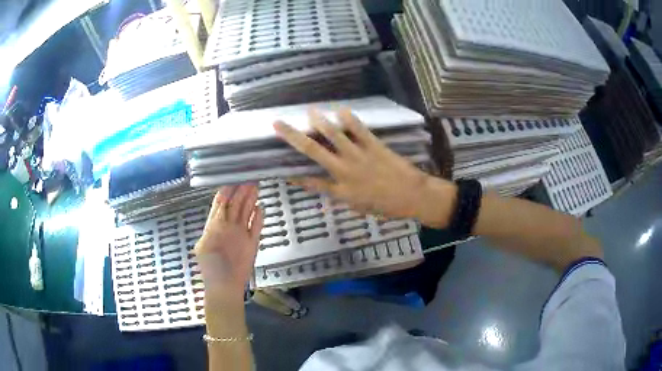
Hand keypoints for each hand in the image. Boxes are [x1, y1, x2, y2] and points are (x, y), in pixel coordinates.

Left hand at [195, 184, 262, 301]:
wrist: (224, 286)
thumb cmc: (210, 267)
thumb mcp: (204, 245)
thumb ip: (211, 227)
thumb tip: (218, 212)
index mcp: (214, 226)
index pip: (221, 204)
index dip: (227, 191)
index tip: (232, 179)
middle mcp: (228, 227)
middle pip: (235, 204)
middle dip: (241, 191)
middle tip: (249, 178)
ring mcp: (241, 234)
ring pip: (246, 212)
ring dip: (251, 200)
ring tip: (256, 186)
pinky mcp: (252, 243)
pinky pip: (256, 227)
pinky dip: (258, 217)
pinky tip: (261, 207)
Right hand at [273, 109, 455, 227]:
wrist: (412, 196)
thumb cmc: (386, 206)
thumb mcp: (359, 207)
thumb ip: (340, 195)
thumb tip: (324, 185)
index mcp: (340, 190)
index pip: (311, 180)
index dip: (294, 173)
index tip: (282, 166)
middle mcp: (344, 170)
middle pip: (313, 151)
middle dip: (294, 137)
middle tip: (279, 125)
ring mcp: (358, 156)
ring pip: (334, 135)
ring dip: (320, 122)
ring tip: (309, 111)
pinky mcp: (373, 145)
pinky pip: (359, 129)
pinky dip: (349, 119)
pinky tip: (340, 109)